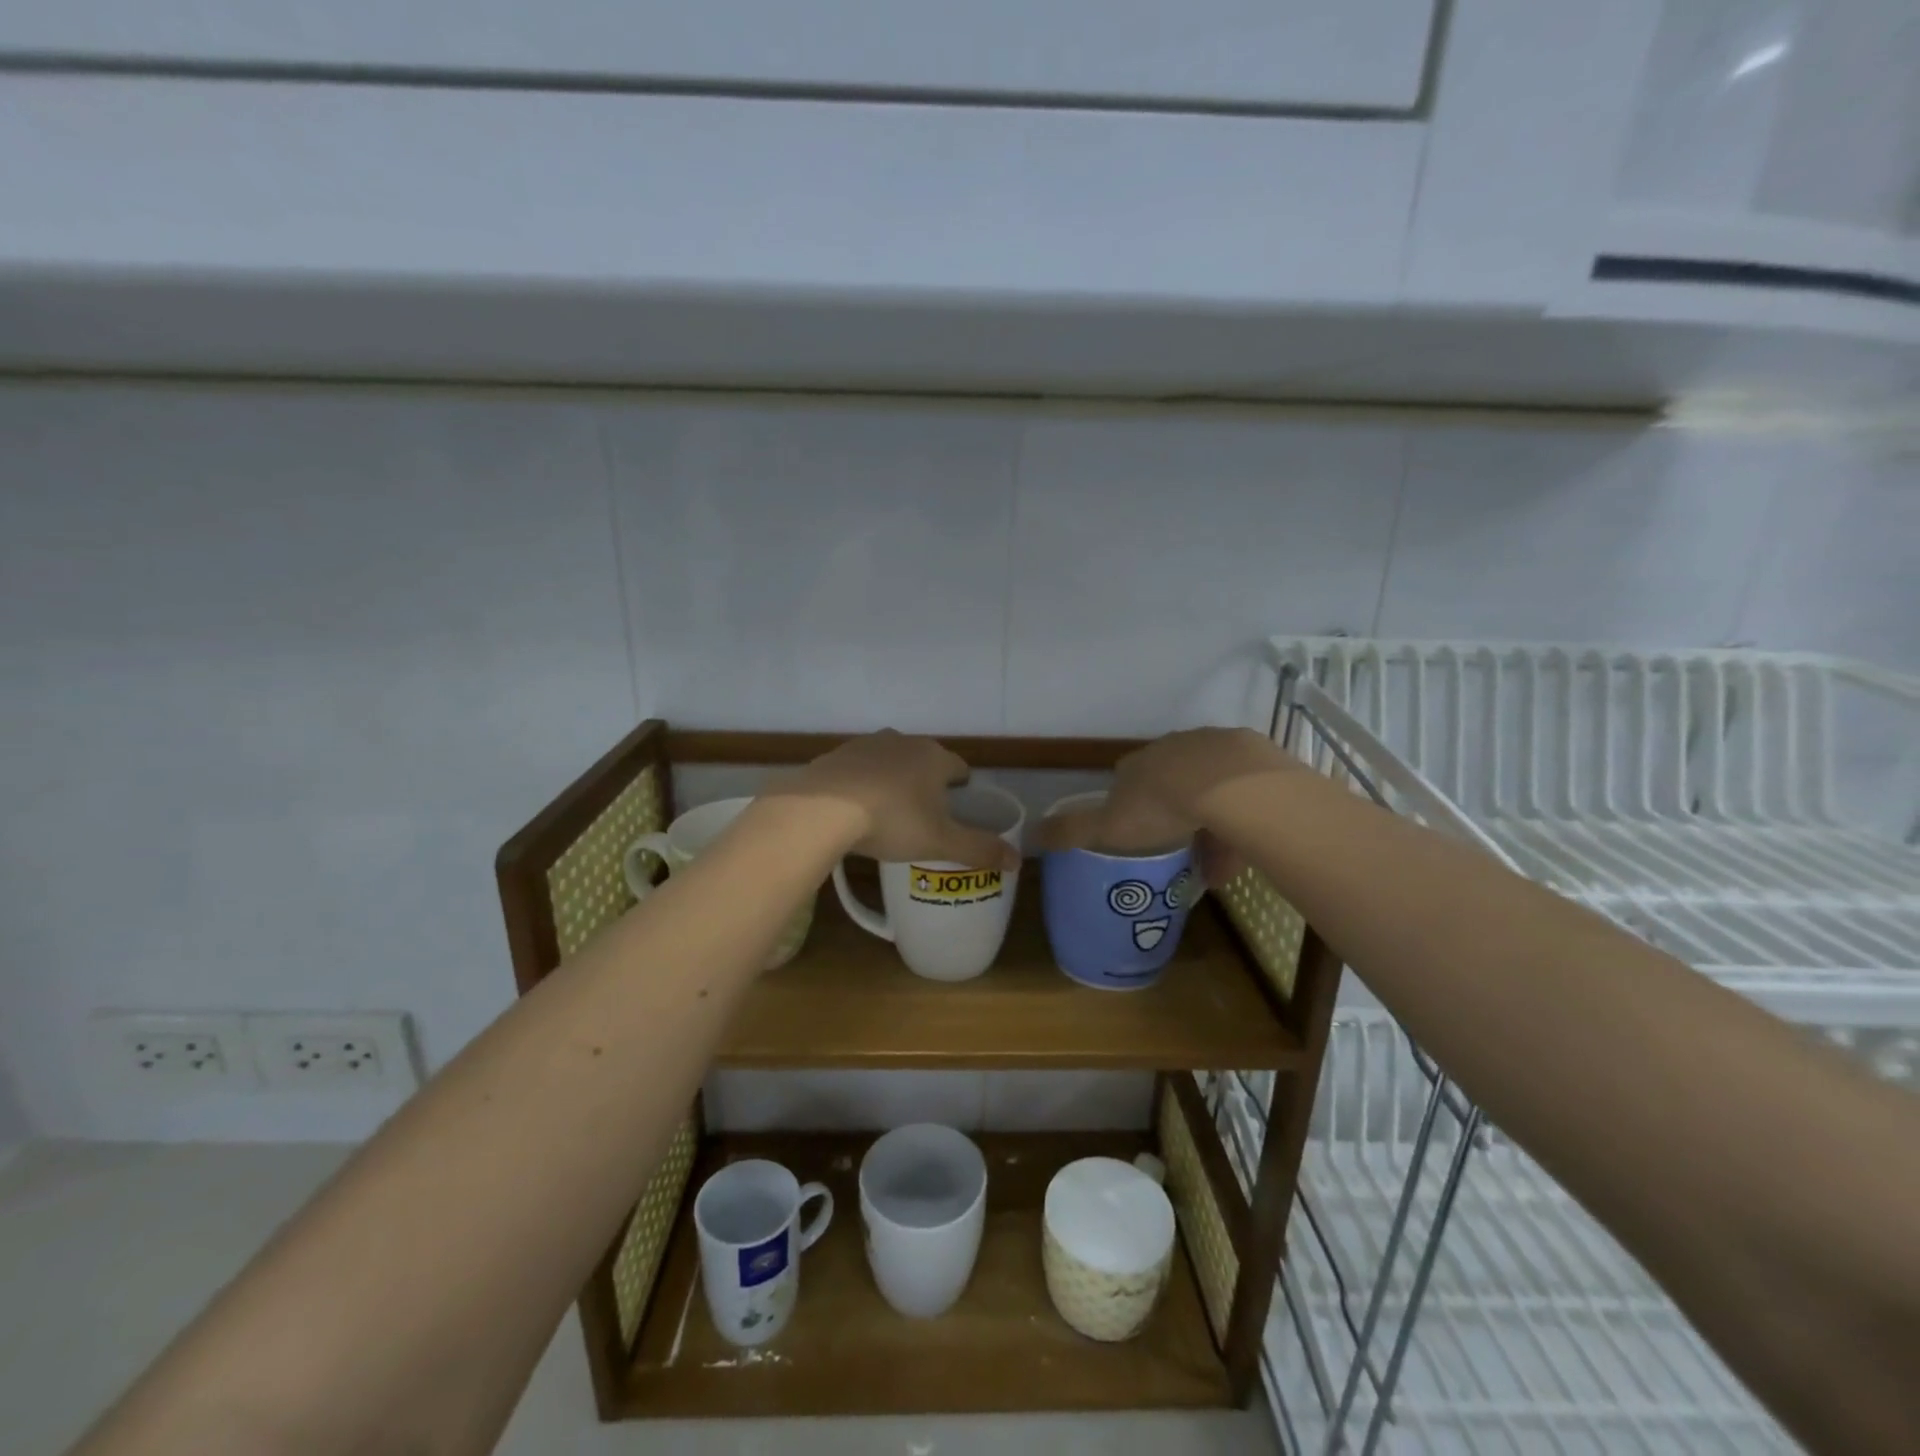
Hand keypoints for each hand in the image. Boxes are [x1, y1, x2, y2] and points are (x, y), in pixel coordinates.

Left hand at [768, 730, 1019, 869]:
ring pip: (890, 761)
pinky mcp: (836, 755)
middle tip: (924, 817)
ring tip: (889, 813)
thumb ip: (980, 849)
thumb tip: (1018, 859)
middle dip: (927, 783)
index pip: (959, 767)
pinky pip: (859, 769)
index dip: (962, 788)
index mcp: (934, 757)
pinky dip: (862, 784)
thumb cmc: (892, 821)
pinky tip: (855, 809)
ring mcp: (866, 744)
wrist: (821, 809)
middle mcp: (903, 741)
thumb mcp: (941, 842)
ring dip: (894, 780)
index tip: (957, 809)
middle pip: (924, 761)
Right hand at [1036, 727, 1298, 884]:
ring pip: (1209, 789)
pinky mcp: (1253, 757)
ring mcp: (1215, 749)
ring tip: (1214, 865)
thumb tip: (1029, 835)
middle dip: (1172, 813)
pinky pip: (1243, 795)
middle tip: (1178, 850)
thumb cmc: (1161, 808)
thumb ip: (1072, 831)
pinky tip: (1243, 852)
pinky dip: (1240, 822)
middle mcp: (1173, 748)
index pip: (1126, 778)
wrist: (1231, 788)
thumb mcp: (1107, 827)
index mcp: (1138, 763)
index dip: (1130, 805)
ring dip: (1209, 822)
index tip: (1136, 833)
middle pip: (1170, 781)